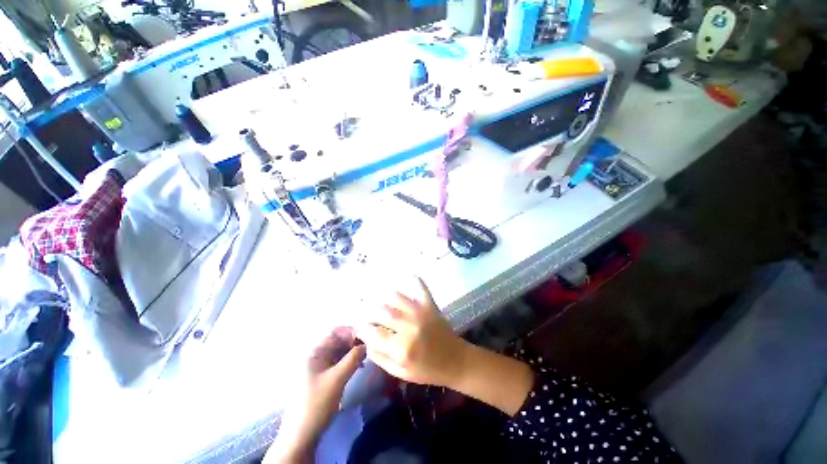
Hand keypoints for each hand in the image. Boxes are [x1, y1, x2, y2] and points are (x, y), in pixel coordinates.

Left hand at [266, 328, 365, 463]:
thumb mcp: (337, 379)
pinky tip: (359, 365)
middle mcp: (316, 355)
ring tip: (367, 355)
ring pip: (340, 351)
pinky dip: (349, 360)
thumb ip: (353, 358)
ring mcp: (320, 366)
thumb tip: (368, 343)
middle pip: (338, 340)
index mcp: (315, 352)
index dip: (351, 331)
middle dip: (354, 341)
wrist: (301, 436)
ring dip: (353, 351)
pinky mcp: (324, 376)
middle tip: (370, 346)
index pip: (335, 332)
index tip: (367, 336)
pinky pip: (339, 361)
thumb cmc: (317, 403)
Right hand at [358, 279, 534, 415]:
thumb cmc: (428, 370)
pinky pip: (420, 287)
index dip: (362, 328)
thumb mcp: (401, 373)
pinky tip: (406, 277)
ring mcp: (420, 312)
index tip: (358, 325)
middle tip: (367, 312)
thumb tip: (367, 341)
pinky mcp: (430, 305)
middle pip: (381, 311)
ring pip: (396, 297)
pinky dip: (413, 280)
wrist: (456, 361)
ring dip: (385, 297)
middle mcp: (408, 326)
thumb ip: (381, 358)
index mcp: (401, 348)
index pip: (373, 333)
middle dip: (370, 311)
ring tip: (380, 300)